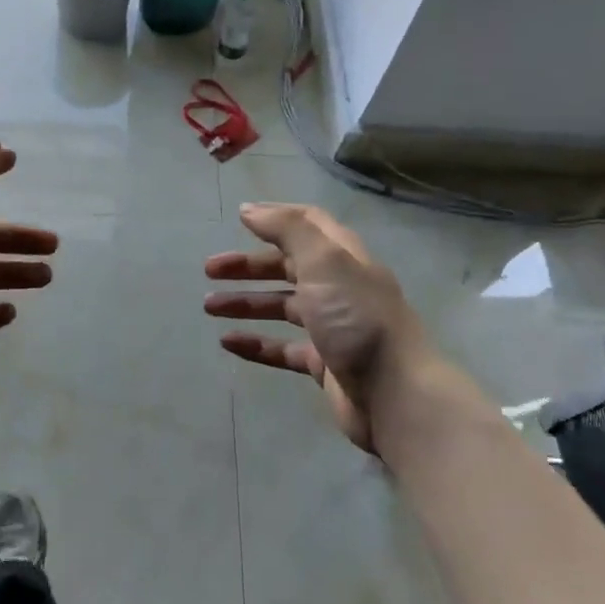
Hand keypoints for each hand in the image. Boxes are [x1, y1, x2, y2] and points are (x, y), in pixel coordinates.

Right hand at [204, 203, 433, 453]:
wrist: (395, 393)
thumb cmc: (357, 319)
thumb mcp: (324, 261)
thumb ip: (288, 230)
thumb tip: (251, 210)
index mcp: (343, 258)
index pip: (309, 225)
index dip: (276, 218)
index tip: (239, 218)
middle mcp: (339, 288)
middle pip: (289, 267)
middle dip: (249, 265)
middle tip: (210, 270)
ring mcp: (332, 327)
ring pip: (282, 307)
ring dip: (247, 303)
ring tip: (209, 307)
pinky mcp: (324, 364)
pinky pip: (283, 348)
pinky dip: (256, 343)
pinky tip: (229, 343)